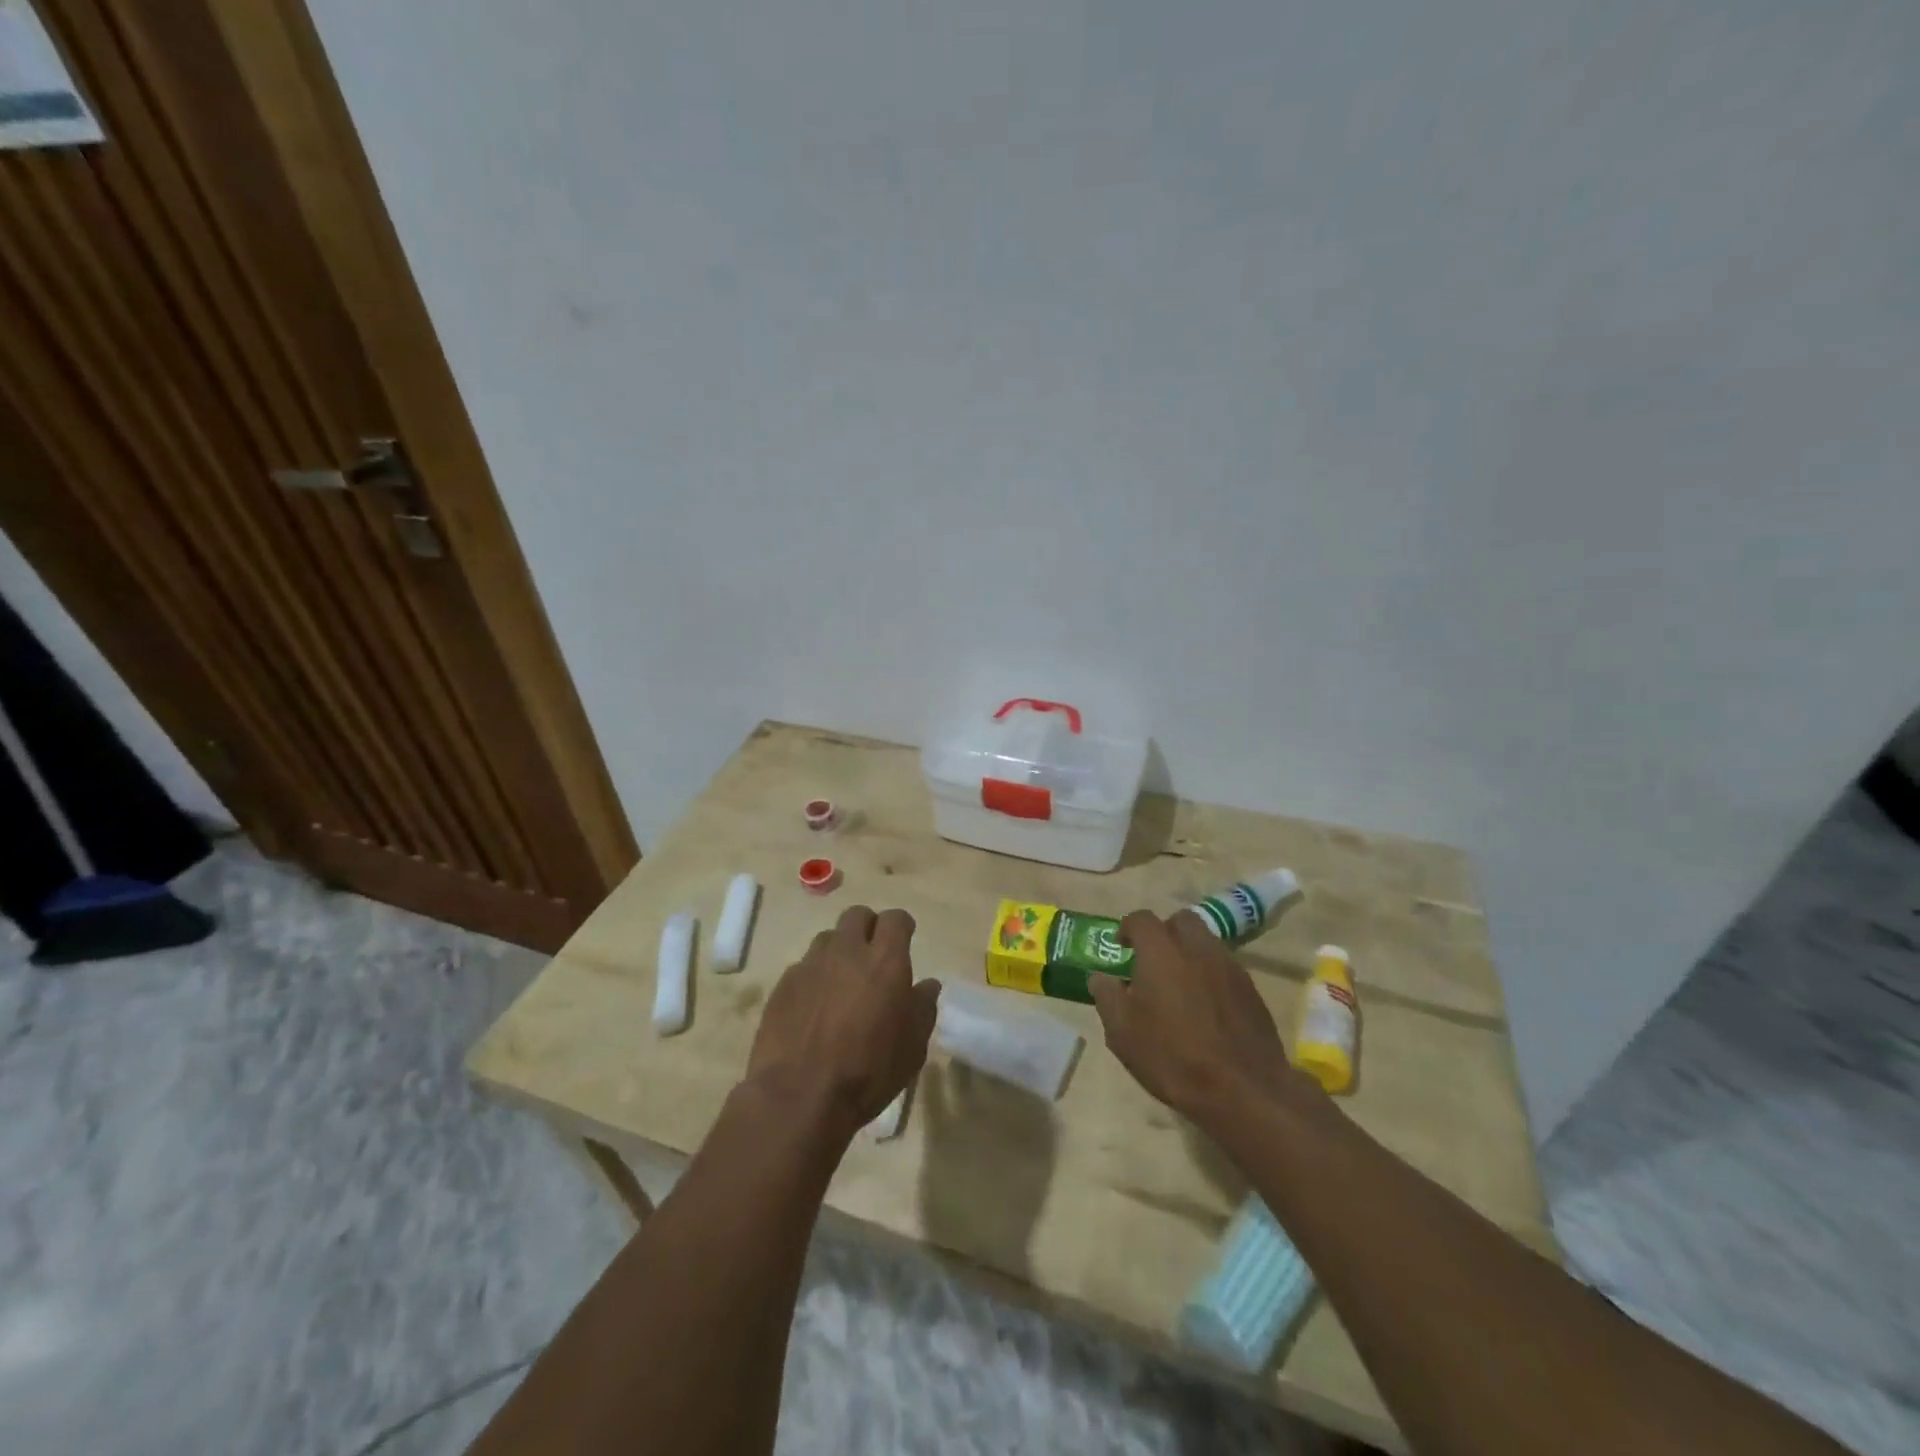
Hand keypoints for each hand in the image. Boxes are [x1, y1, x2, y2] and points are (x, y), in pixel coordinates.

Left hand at [745, 905, 940, 1141]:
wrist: (799, 1096)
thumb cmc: (868, 1072)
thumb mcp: (912, 1048)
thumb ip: (923, 1008)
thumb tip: (927, 985)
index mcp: (885, 961)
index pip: (895, 919)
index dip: (901, 927)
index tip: (904, 940)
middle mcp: (847, 952)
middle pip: (857, 916)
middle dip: (868, 928)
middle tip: (873, 956)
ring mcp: (811, 965)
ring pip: (828, 938)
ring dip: (839, 950)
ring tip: (842, 981)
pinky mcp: (783, 984)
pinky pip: (804, 966)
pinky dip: (814, 976)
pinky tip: (815, 1006)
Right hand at [1090, 910, 1315, 1130]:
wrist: (1243, 1091)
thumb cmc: (1172, 1057)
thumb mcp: (1123, 1033)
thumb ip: (1107, 997)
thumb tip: (1101, 978)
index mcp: (1162, 952)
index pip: (1141, 919)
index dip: (1127, 928)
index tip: (1120, 946)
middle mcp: (1197, 948)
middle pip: (1181, 920)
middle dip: (1164, 932)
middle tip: (1152, 960)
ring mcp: (1229, 967)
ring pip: (1206, 942)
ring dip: (1189, 952)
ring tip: (1178, 985)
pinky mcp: (1251, 990)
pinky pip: (1224, 967)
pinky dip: (1210, 975)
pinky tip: (1204, 1006)